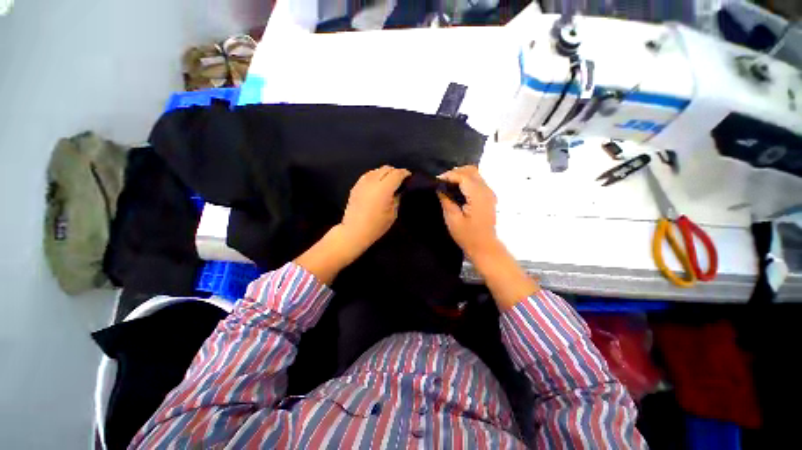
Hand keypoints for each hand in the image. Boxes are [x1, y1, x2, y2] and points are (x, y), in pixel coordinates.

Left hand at [340, 165, 410, 254]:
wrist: (354, 231)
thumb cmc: (376, 225)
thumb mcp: (393, 213)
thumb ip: (397, 198)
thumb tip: (400, 190)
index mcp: (383, 188)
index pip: (397, 174)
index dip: (405, 174)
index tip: (409, 177)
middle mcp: (372, 181)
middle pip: (386, 169)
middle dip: (395, 172)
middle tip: (400, 180)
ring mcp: (362, 182)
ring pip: (377, 170)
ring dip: (385, 173)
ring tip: (389, 182)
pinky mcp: (356, 186)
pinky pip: (368, 175)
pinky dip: (375, 176)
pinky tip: (378, 184)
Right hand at [437, 166, 499, 259]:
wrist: (484, 247)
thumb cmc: (467, 236)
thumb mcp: (452, 219)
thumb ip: (446, 201)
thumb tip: (440, 188)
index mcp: (478, 196)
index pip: (463, 176)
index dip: (449, 175)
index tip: (437, 181)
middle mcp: (486, 191)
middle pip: (471, 170)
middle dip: (455, 172)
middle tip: (442, 182)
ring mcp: (489, 193)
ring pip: (475, 174)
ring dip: (460, 175)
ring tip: (448, 184)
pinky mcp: (488, 197)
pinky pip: (477, 181)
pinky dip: (466, 180)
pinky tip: (457, 189)